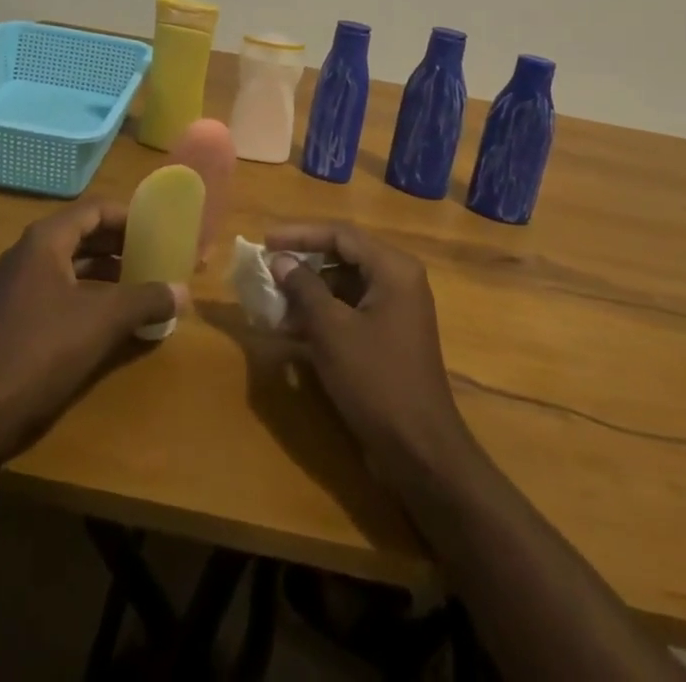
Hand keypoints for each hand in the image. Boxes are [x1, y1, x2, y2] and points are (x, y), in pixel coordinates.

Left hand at [0, 202, 181, 462]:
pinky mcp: (11, 318)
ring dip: (105, 273)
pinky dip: (86, 296)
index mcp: (45, 240)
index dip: (129, 217)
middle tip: (154, 257)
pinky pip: (57, 292)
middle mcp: (27, 254)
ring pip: (69, 266)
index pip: (95, 210)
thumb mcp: (103, 322)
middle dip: (120, 245)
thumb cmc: (40, 352)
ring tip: (139, 287)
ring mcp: (15, 287)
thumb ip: (146, 300)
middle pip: (82, 235)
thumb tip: (183, 291)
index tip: (158, 230)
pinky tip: (108, 321)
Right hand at [267, 222, 478, 484]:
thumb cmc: (376, 380)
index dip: (300, 234)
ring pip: (344, 285)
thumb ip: (304, 288)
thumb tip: (280, 260)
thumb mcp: (332, 331)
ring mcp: (396, 308)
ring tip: (273, 304)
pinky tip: (291, 330)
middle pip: (343, 256)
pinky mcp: (389, 335)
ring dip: (309, 292)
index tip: (265, 241)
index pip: (340, 234)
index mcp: (393, 268)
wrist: (420, 451)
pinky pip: (351, 310)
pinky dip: (323, 315)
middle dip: (303, 264)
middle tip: (267, 270)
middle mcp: (398, 279)